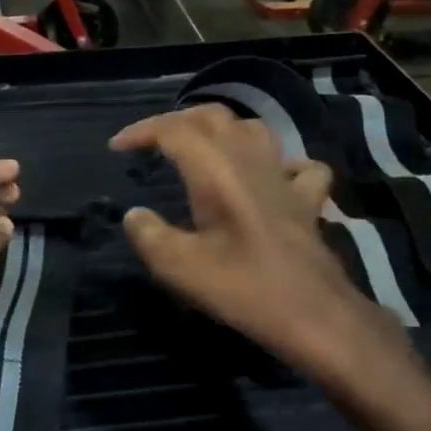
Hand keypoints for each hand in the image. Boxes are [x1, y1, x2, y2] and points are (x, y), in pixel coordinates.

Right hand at [110, 106, 374, 376]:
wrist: (313, 314)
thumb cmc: (243, 288)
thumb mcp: (179, 268)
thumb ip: (149, 235)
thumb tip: (135, 215)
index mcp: (216, 170)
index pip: (174, 130)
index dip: (142, 131)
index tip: (117, 148)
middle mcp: (252, 160)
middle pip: (214, 117)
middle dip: (178, 121)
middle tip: (153, 140)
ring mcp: (285, 177)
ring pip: (254, 130)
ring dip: (222, 130)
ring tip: (201, 147)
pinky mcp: (308, 200)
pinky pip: (297, 165)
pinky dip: (278, 162)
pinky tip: (270, 176)